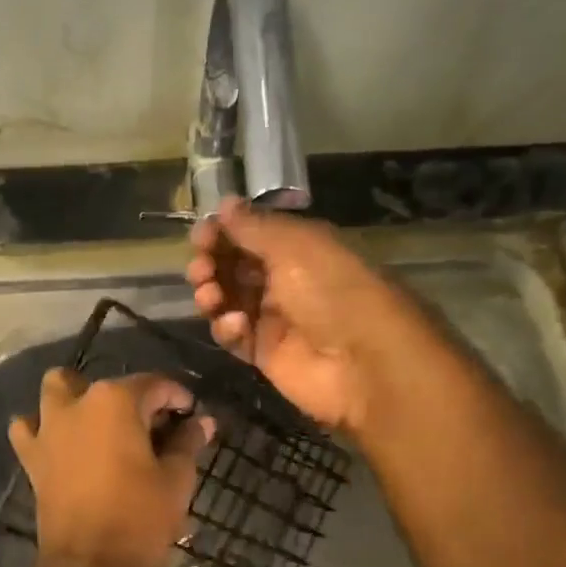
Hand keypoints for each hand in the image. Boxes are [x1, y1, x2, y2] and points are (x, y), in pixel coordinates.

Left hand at [8, 370, 214, 566]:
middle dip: (130, 397)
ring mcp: (48, 429)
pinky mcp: (32, 457)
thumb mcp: (176, 478)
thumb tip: (203, 421)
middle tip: (150, 426)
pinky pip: (29, 428)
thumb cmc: (140, 519)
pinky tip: (61, 442)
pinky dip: (42, 428)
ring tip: (99, 423)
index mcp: (116, 401)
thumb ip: (187, 442)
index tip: (191, 414)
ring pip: (57, 390)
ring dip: (77, 397)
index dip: (177, 397)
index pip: (154, 384)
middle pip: (107, 385)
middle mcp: (77, 404)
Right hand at [186, 197, 407, 432]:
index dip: (223, 233)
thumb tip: (224, 204)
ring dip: (212, 294)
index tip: (201, 235)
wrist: (363, 363)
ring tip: (210, 297)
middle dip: (211, 264)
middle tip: (201, 269)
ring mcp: (273, 319)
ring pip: (227, 301)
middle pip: (233, 268)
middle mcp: (284, 280)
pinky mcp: (264, 354)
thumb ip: (253, 226)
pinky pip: (233, 336)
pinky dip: (227, 328)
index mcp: (298, 249)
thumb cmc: (332, 290)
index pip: (250, 235)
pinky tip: (235, 326)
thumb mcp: (294, 246)